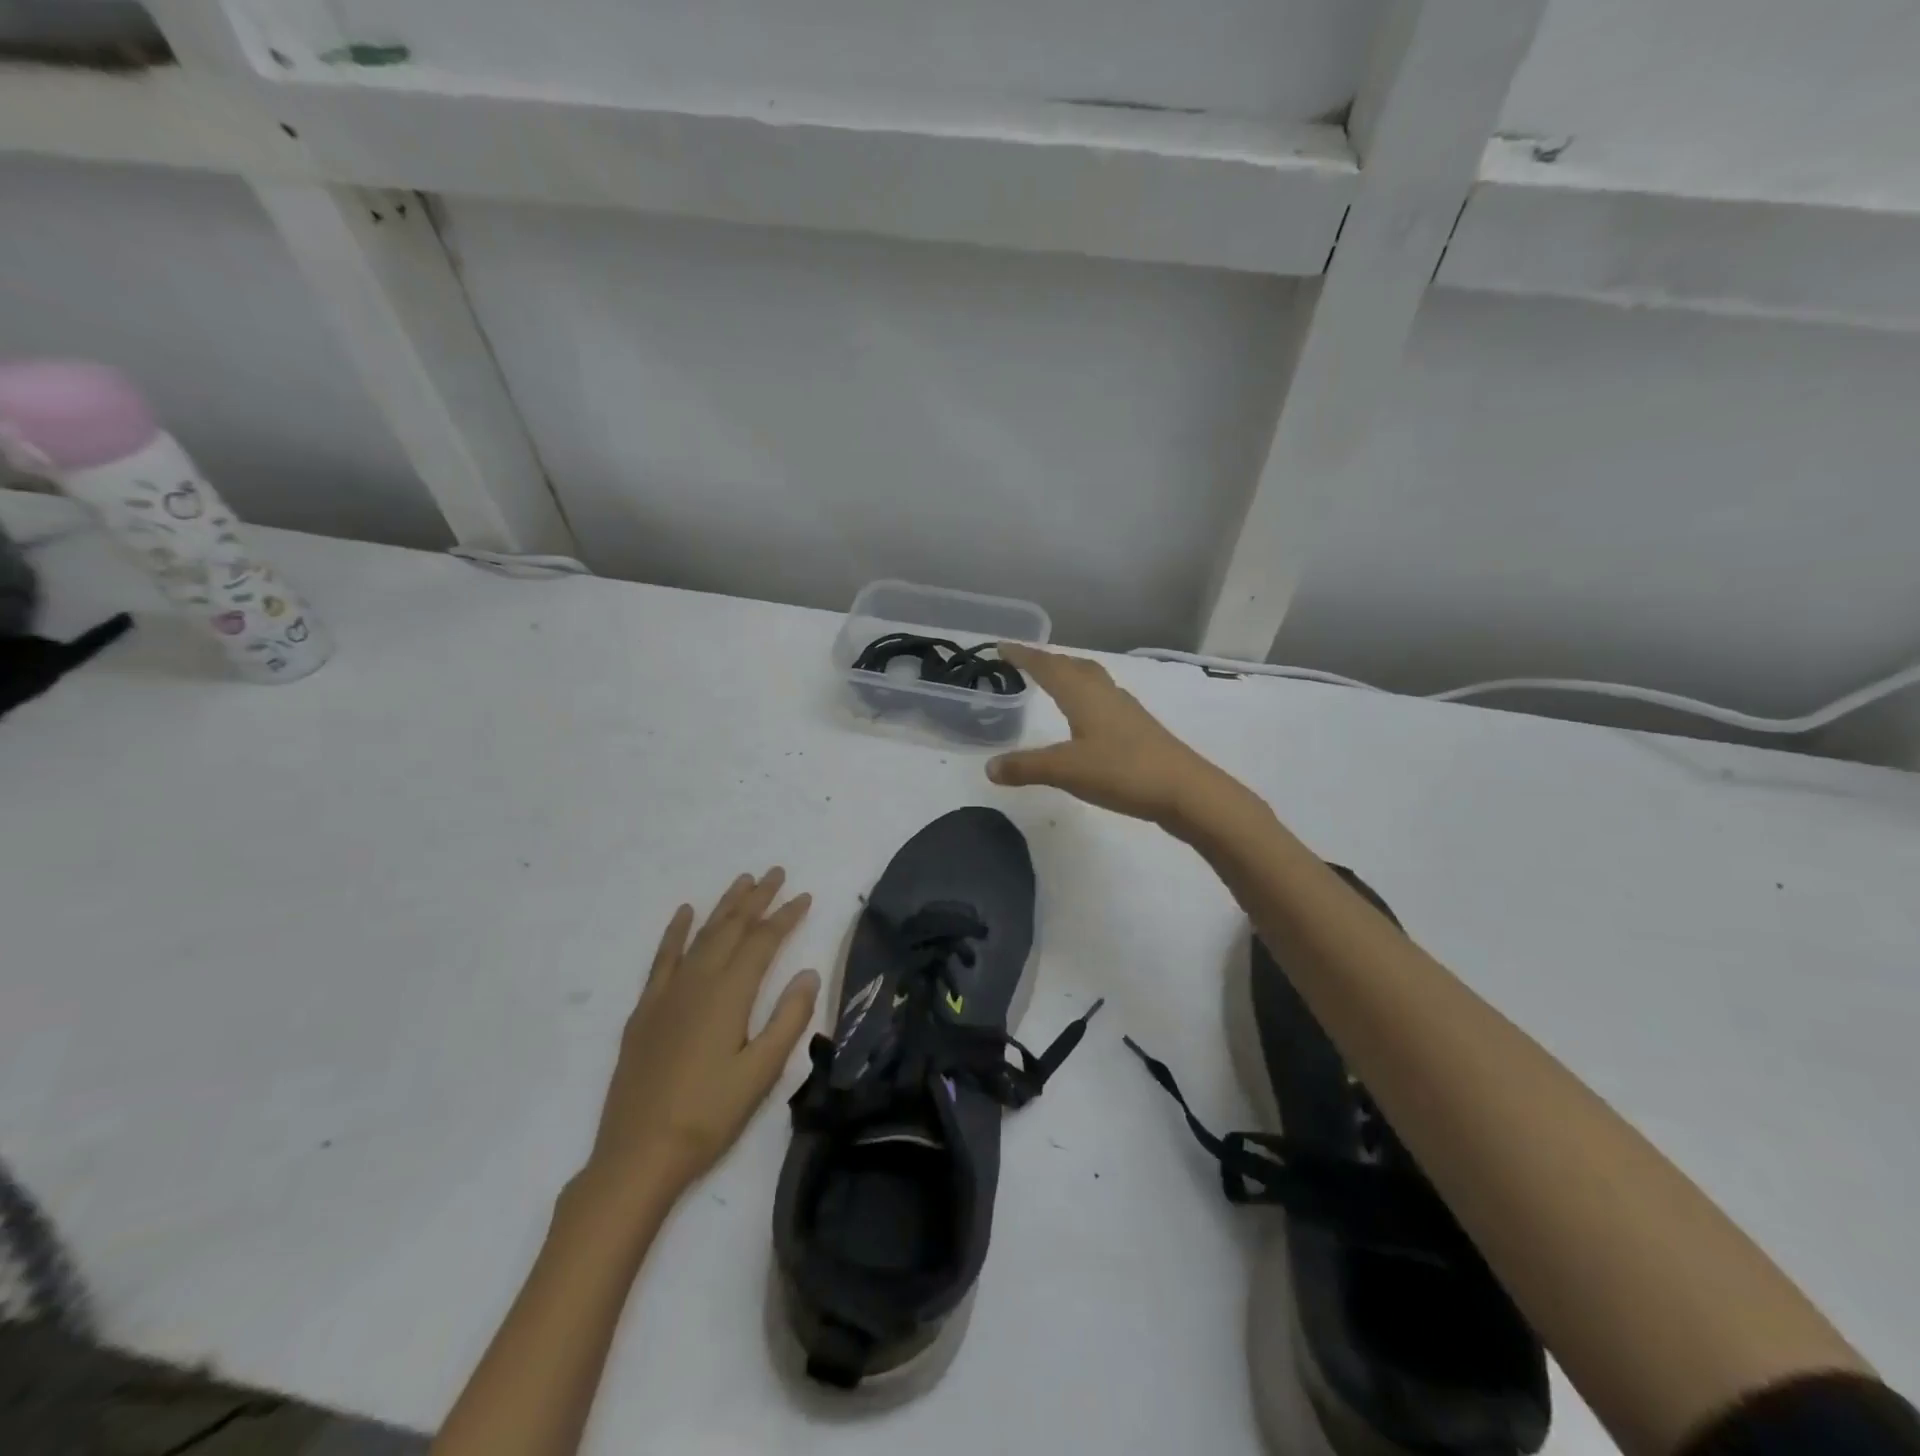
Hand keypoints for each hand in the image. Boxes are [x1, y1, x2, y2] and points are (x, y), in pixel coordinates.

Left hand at [582, 869, 819, 1201]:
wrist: (638, 1154)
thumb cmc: (709, 1115)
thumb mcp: (762, 1072)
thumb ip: (788, 1019)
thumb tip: (809, 972)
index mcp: (729, 994)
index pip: (763, 942)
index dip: (785, 916)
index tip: (804, 896)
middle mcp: (698, 982)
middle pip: (732, 928)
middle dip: (756, 898)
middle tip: (776, 874)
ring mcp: (667, 994)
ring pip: (701, 935)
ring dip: (723, 906)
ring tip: (742, 881)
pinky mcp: (646, 1010)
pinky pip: (663, 957)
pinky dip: (676, 932)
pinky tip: (684, 914)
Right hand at [986, 644, 1233, 827]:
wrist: (1185, 790)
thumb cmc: (1122, 771)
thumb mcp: (1066, 770)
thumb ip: (1026, 767)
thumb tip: (989, 767)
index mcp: (1084, 695)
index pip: (1048, 666)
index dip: (1024, 656)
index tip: (1001, 647)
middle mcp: (1105, 694)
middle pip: (1073, 666)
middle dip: (1047, 661)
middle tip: (1025, 662)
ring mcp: (1126, 710)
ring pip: (1092, 680)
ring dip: (1070, 675)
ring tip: (1054, 681)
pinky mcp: (1139, 729)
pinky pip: (1104, 699)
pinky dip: (1086, 696)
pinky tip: (1088, 716)